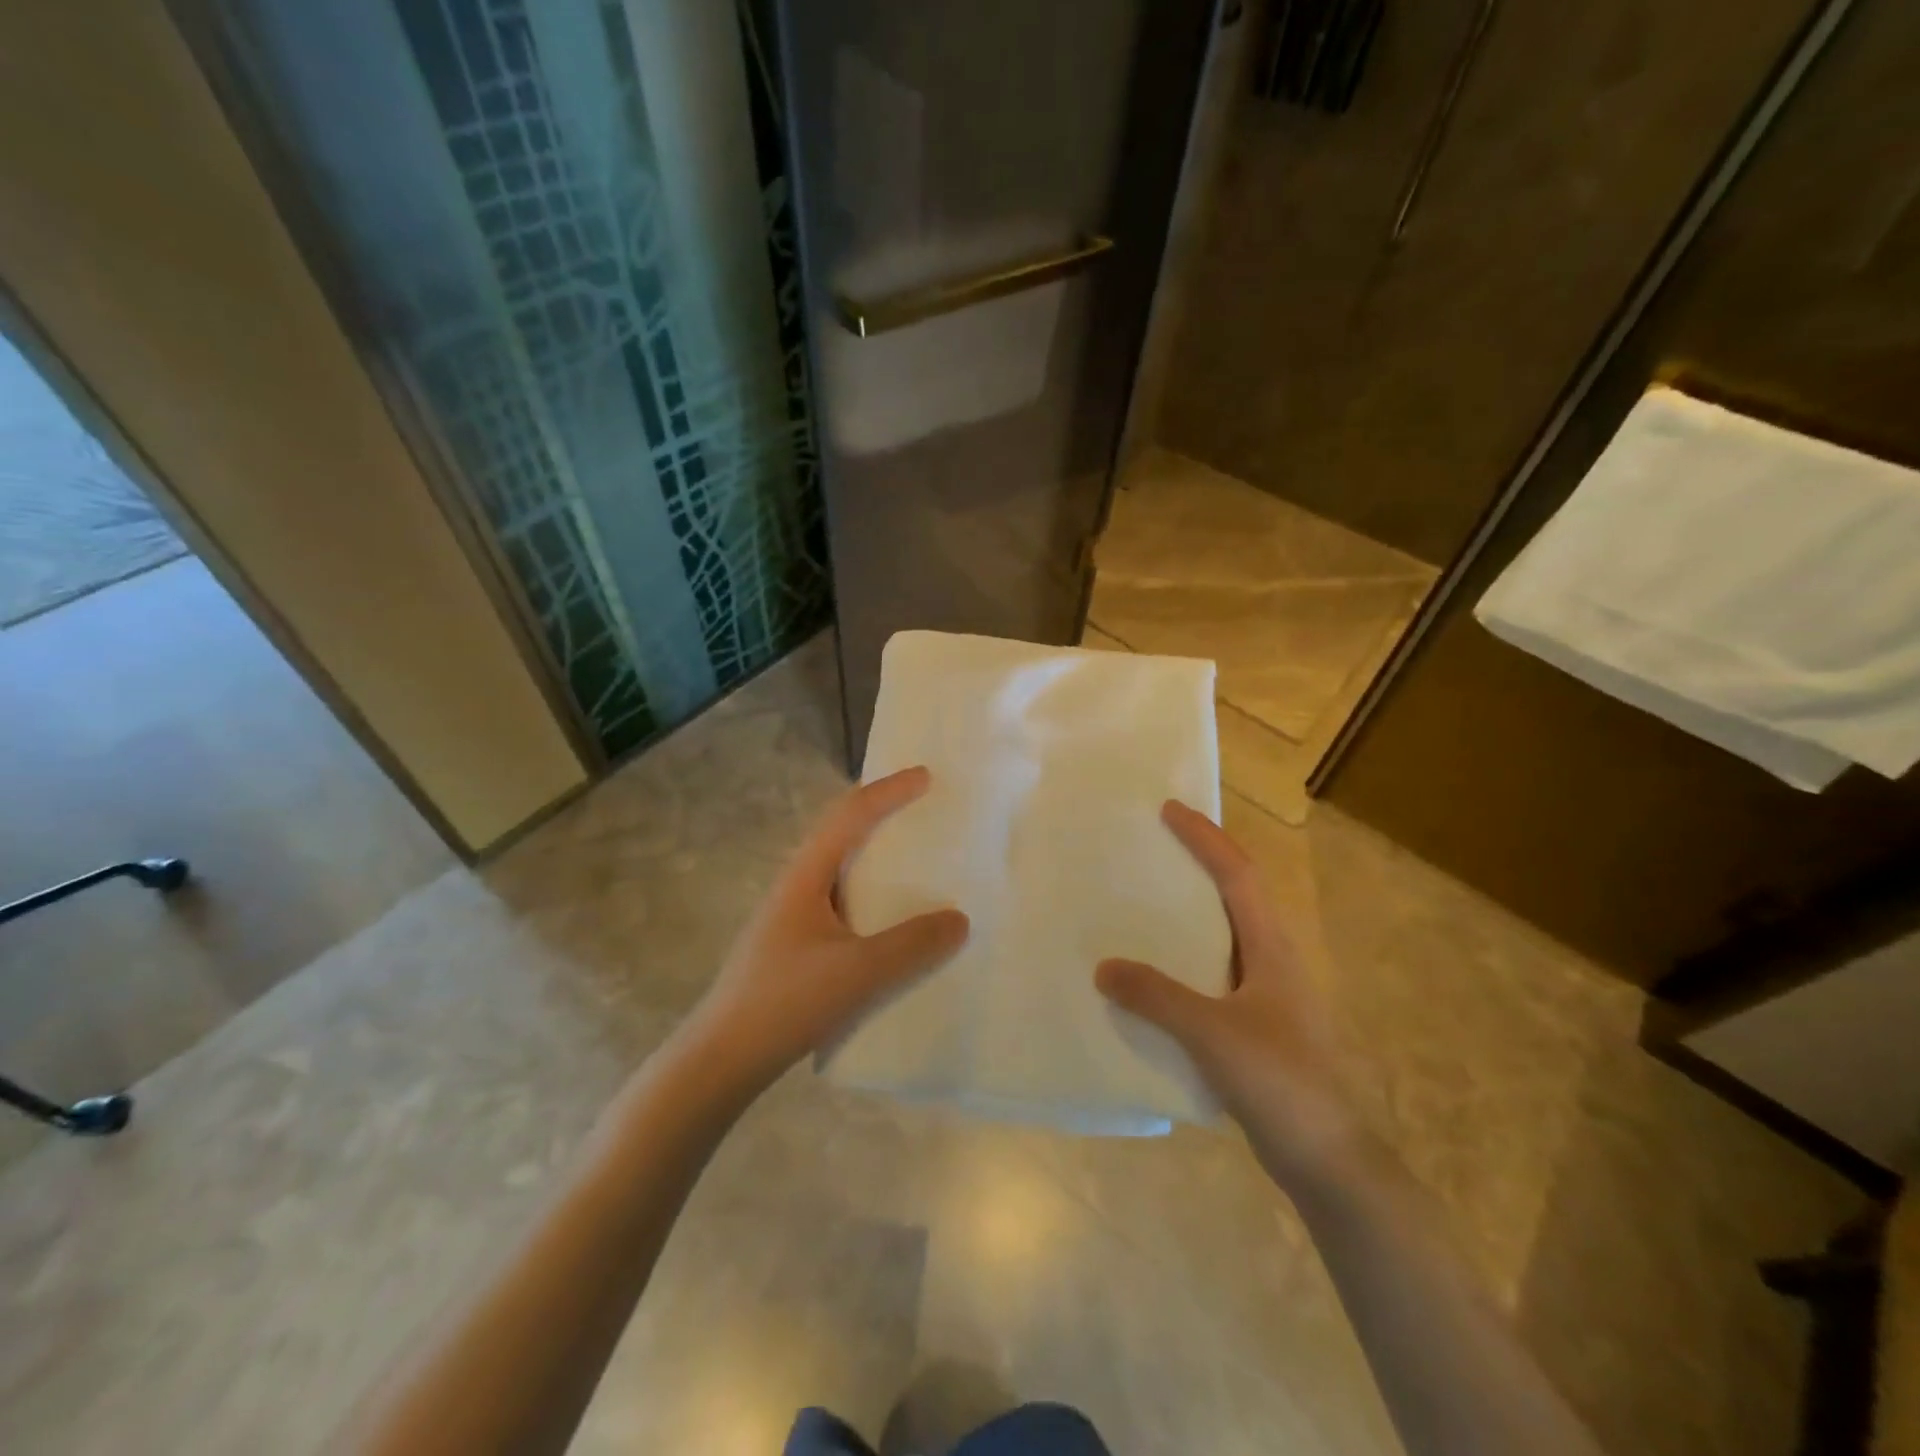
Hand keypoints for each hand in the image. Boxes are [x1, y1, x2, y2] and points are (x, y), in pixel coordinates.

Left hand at [679, 766, 969, 1094]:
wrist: (722, 1059)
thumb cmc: (786, 1002)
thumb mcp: (858, 973)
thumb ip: (912, 945)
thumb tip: (959, 919)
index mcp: (805, 876)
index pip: (849, 816)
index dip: (888, 792)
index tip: (926, 777)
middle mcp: (796, 886)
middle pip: (840, 833)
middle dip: (880, 814)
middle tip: (921, 811)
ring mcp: (791, 918)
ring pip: (839, 870)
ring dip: (874, 856)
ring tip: (913, 863)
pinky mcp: (794, 947)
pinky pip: (841, 903)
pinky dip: (870, 896)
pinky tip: (888, 924)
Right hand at [1095, 801, 1362, 1191]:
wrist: (1328, 1160)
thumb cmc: (1280, 1082)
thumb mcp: (1212, 1033)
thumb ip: (1156, 997)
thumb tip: (1103, 966)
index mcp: (1271, 948)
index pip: (1238, 874)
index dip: (1205, 838)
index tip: (1169, 810)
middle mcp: (1271, 961)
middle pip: (1234, 895)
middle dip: (1198, 864)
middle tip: (1152, 848)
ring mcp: (1265, 995)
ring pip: (1222, 937)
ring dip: (1188, 913)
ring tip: (1143, 904)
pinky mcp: (1255, 1027)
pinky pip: (1211, 976)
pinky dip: (1181, 962)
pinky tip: (1151, 979)